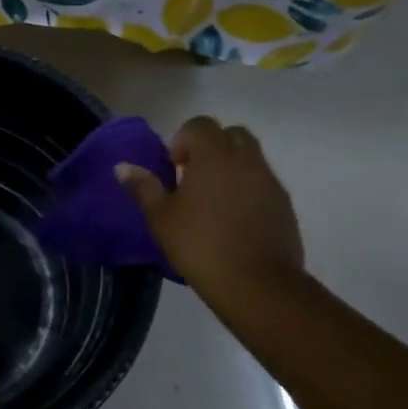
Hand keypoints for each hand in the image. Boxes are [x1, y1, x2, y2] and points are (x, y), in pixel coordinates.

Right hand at [114, 116, 305, 308]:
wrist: (257, 284)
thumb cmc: (200, 245)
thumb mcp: (161, 218)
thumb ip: (143, 187)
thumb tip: (122, 167)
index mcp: (214, 156)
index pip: (200, 125)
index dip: (183, 140)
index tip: (174, 168)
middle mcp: (246, 160)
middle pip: (230, 134)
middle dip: (211, 148)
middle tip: (193, 178)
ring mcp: (269, 181)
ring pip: (250, 157)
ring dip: (230, 168)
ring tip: (212, 201)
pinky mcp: (284, 204)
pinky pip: (262, 182)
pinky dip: (247, 189)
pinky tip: (233, 220)